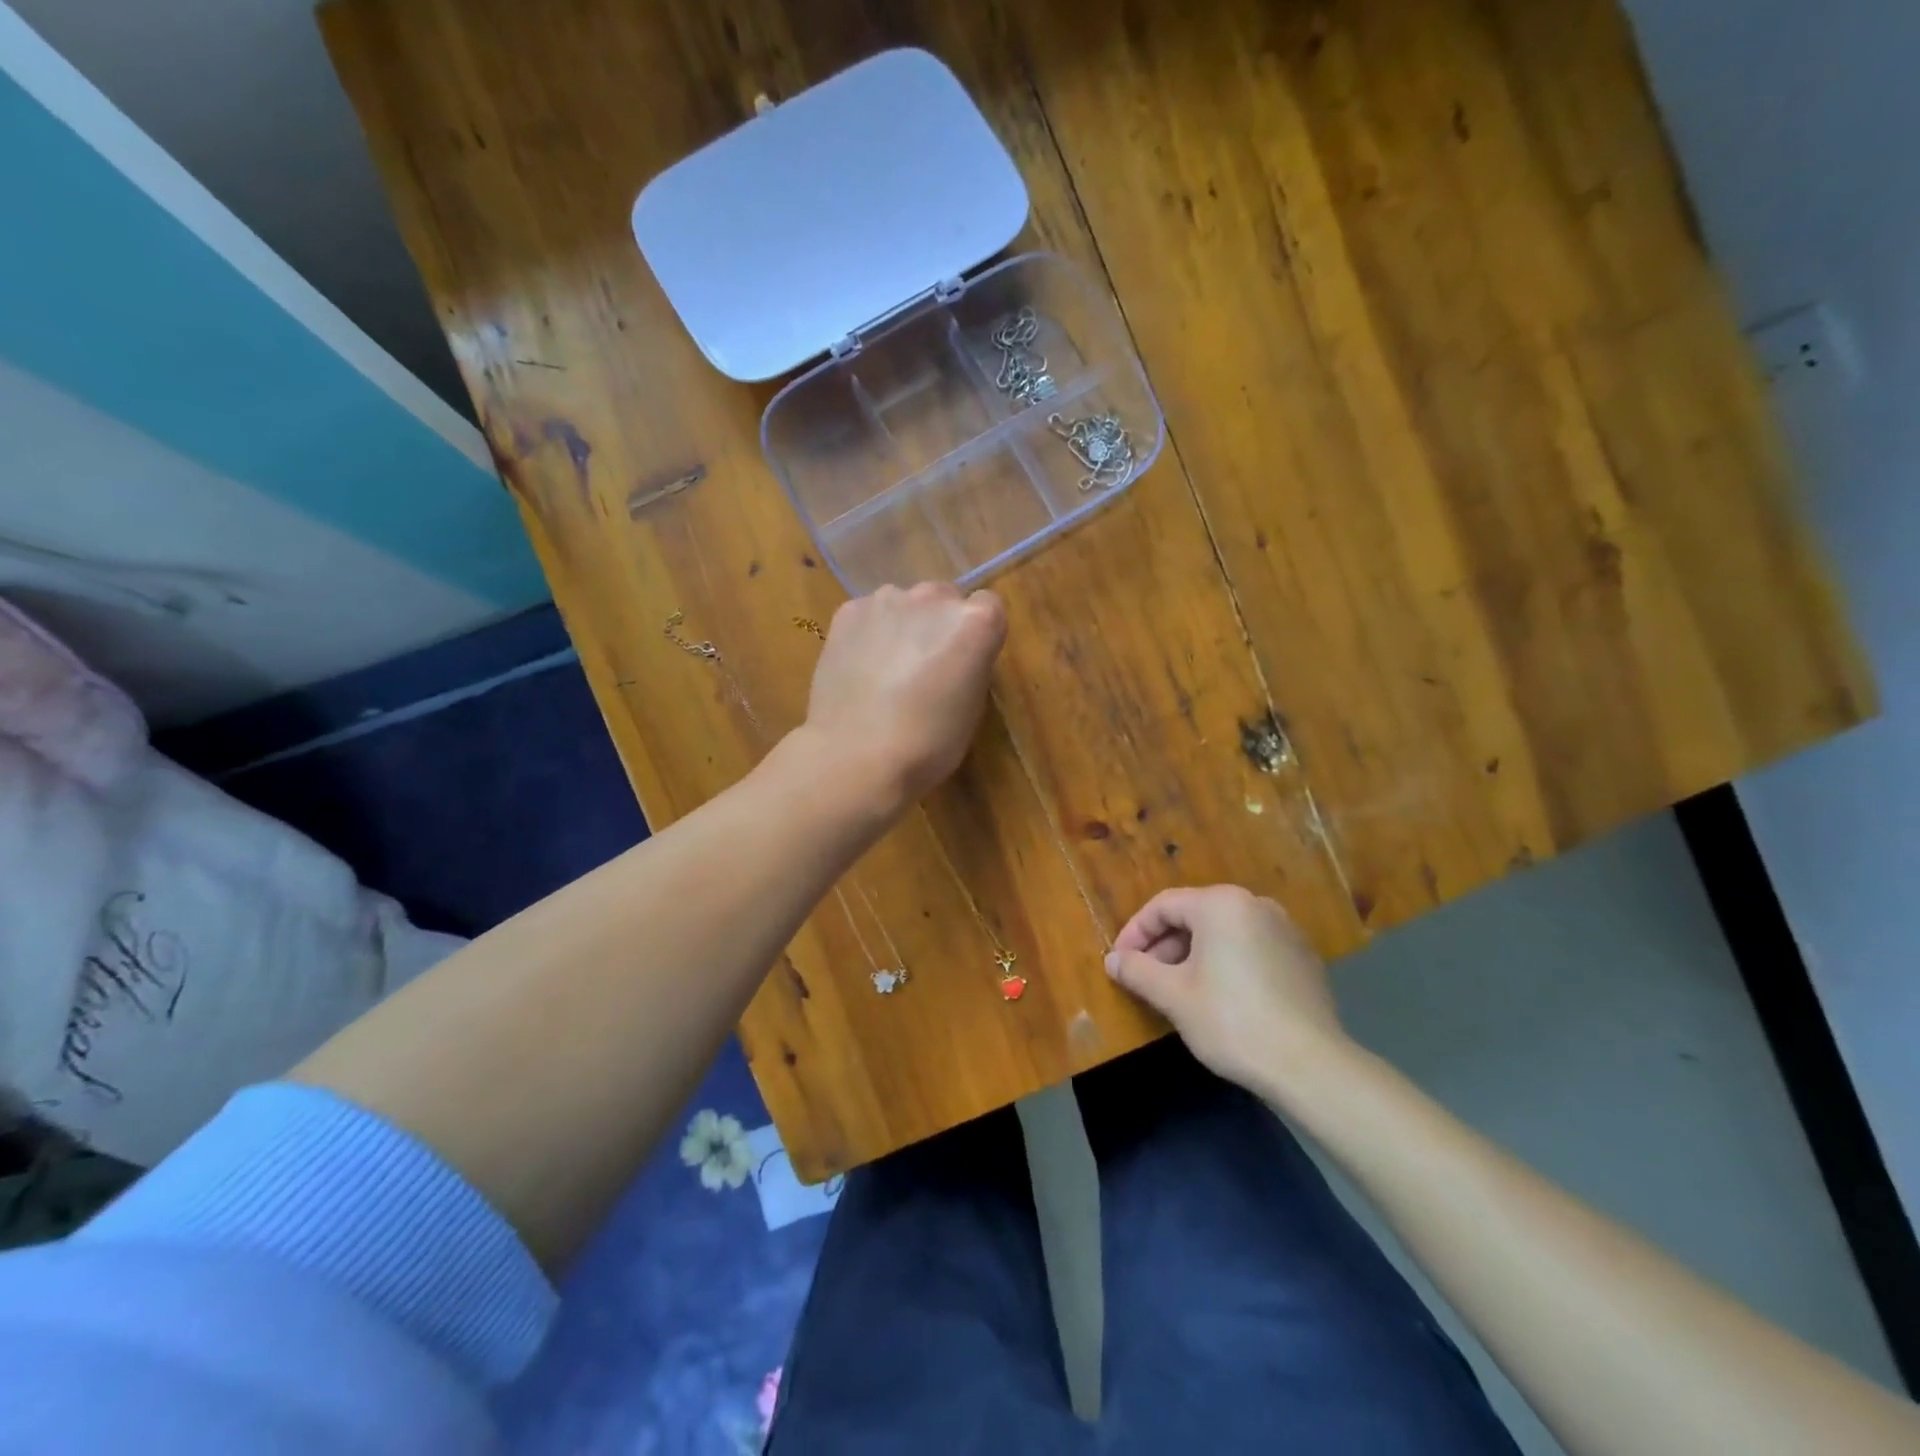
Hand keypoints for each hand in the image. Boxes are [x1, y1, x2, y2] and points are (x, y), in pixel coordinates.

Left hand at [803, 582, 1007, 815]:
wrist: (857, 755)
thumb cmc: (929, 744)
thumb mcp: (972, 707)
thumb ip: (970, 665)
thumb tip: (954, 657)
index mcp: (976, 621)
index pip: (989, 607)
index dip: (977, 636)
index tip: (965, 663)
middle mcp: (933, 597)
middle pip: (944, 598)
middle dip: (938, 625)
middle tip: (925, 667)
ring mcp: (887, 600)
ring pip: (903, 604)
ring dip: (902, 626)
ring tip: (886, 670)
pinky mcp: (848, 612)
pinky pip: (868, 614)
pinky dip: (868, 634)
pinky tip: (859, 668)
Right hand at [1106, 885, 1353, 1098]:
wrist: (1311, 1065)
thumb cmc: (1232, 1021)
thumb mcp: (1173, 996)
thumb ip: (1137, 971)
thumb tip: (1113, 960)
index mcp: (1221, 904)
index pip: (1163, 906)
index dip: (1134, 933)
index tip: (1119, 962)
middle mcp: (1255, 905)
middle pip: (1194, 916)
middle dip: (1164, 946)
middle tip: (1146, 978)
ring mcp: (1285, 929)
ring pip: (1223, 933)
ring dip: (1193, 955)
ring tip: (1178, 990)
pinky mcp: (1303, 957)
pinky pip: (1251, 948)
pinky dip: (1226, 963)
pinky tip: (1220, 998)